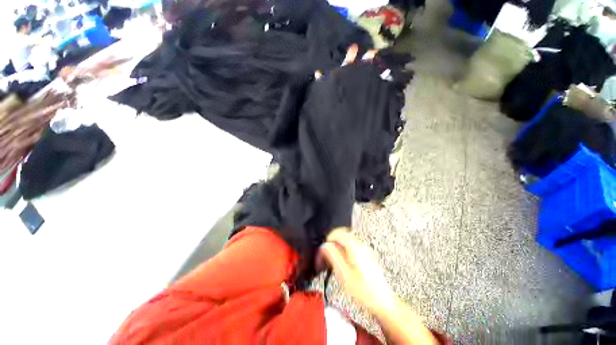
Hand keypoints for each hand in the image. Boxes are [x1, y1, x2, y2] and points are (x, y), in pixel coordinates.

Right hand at [320, 228, 396, 315]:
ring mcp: (365, 249)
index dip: (327, 241)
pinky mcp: (367, 255)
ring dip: (338, 248)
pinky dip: (345, 252)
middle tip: (327, 257)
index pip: (336, 233)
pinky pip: (352, 247)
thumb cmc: (364, 290)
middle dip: (332, 244)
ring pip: (346, 241)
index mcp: (354, 246)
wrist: (382, 301)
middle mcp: (360, 245)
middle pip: (341, 235)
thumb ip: (332, 256)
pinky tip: (344, 265)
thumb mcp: (343, 273)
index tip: (323, 251)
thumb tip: (324, 246)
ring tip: (334, 263)